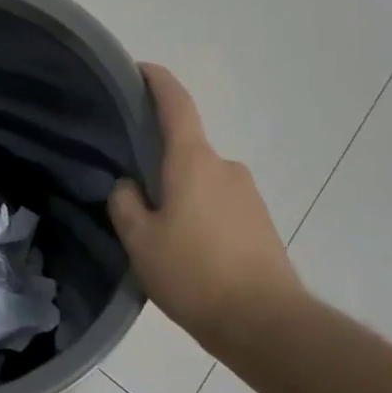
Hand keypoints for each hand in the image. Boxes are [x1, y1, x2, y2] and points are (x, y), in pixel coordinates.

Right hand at [109, 65, 307, 355]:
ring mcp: (248, 195)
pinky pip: (220, 206)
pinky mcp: (261, 222)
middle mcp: (225, 167)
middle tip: (133, 196)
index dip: (157, 81)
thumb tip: (128, 186)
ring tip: (160, 237)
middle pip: (185, 150)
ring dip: (180, 196)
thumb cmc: (194, 274)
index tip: (140, 69)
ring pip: (201, 182)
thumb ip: (126, 204)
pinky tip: (189, 254)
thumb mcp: (140, 241)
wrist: (266, 323)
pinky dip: (200, 217)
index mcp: (193, 161)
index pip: (176, 104)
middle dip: (159, 165)